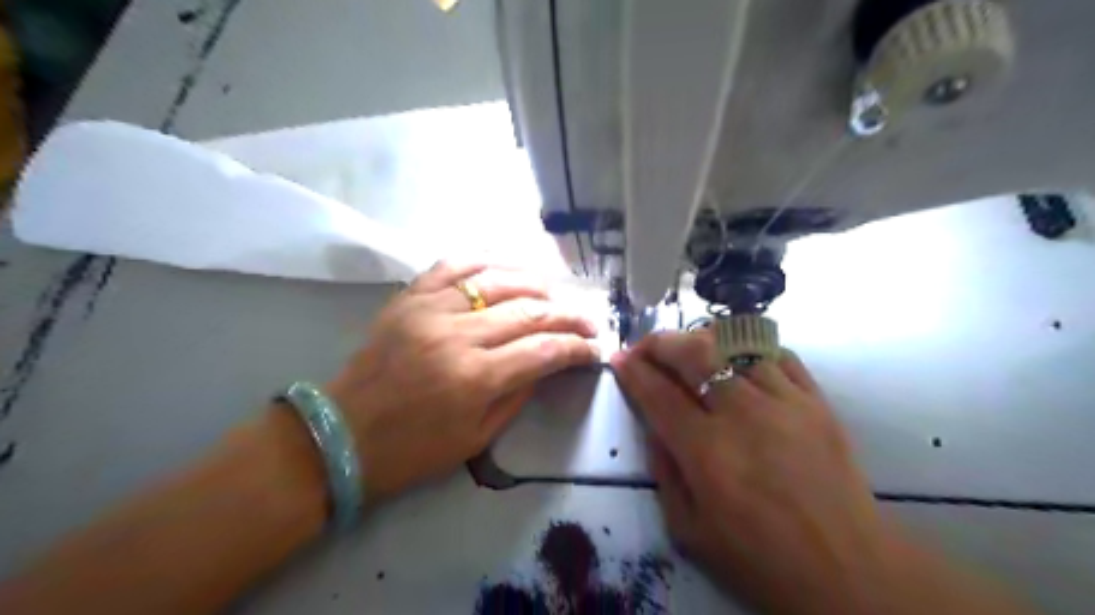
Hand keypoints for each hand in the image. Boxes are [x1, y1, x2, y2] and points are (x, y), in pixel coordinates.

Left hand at [326, 262, 596, 500]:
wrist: (341, 436)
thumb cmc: (412, 450)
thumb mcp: (477, 438)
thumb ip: (518, 395)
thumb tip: (548, 362)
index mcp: (475, 378)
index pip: (544, 349)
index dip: (577, 347)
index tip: (594, 347)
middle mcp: (457, 335)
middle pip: (528, 311)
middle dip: (567, 315)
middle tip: (587, 321)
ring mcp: (429, 310)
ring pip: (497, 281)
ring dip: (534, 284)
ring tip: (554, 294)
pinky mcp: (408, 299)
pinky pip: (452, 266)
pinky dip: (484, 261)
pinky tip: (505, 267)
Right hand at [612, 332, 901, 614]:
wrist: (848, 569)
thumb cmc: (761, 558)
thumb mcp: (689, 530)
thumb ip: (664, 472)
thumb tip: (655, 427)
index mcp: (706, 451)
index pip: (658, 394)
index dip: (632, 370)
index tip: (619, 358)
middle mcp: (742, 415)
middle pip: (694, 353)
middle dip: (661, 342)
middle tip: (647, 347)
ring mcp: (784, 402)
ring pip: (736, 345)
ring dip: (703, 341)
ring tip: (691, 350)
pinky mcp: (816, 401)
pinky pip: (780, 356)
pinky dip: (752, 350)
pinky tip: (741, 361)